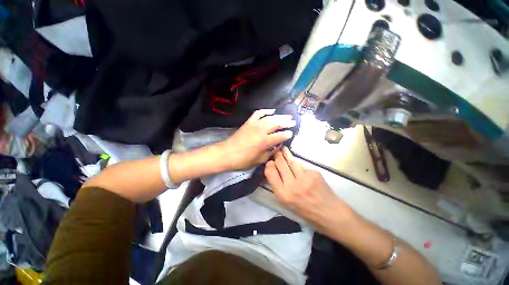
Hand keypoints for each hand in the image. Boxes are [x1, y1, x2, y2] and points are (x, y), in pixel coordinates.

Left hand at [219, 109, 295, 170]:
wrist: (226, 154)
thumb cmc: (242, 160)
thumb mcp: (259, 160)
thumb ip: (270, 153)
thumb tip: (277, 146)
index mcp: (264, 141)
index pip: (280, 136)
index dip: (287, 135)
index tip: (291, 134)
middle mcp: (261, 131)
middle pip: (276, 124)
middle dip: (286, 122)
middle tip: (293, 121)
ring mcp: (254, 125)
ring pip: (269, 118)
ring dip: (279, 116)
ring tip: (286, 116)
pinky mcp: (248, 122)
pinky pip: (258, 113)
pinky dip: (265, 111)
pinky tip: (271, 110)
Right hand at [264, 147, 357, 231]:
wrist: (330, 214)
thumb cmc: (306, 211)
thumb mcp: (287, 203)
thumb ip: (279, 186)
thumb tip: (274, 172)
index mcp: (283, 194)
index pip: (270, 172)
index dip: (269, 165)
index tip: (270, 162)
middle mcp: (292, 185)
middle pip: (280, 163)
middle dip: (277, 156)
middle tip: (276, 151)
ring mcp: (304, 177)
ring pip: (291, 161)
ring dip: (286, 154)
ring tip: (283, 149)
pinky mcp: (314, 173)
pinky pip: (302, 165)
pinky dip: (299, 165)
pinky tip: (298, 166)